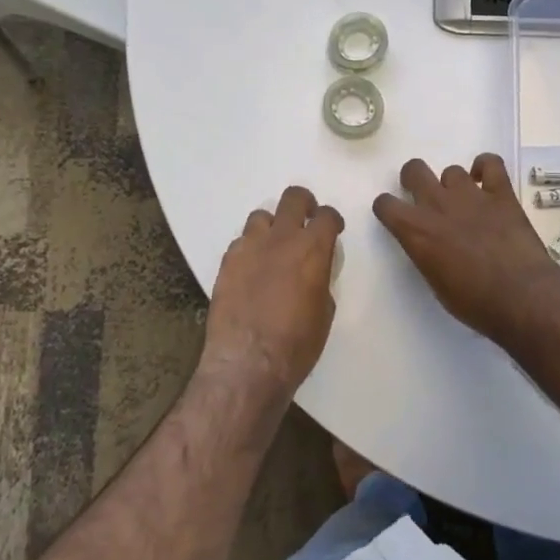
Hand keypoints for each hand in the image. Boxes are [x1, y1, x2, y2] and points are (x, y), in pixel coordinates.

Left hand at [204, 185, 343, 396]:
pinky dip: (250, 249)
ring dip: (272, 226)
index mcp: (312, 249)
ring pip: (261, 216)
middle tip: (305, 220)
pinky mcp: (227, 261)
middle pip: (293, 198)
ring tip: (273, 246)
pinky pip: (240, 241)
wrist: (248, 362)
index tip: (332, 230)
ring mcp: (250, 247)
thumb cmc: (297, 343)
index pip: (327, 216)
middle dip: (303, 204)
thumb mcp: (324, 311)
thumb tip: (314, 271)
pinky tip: (251, 269)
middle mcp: (281, 238)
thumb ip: (320, 279)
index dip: (332, 220)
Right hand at [373, 154, 559, 346]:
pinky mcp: (501, 193)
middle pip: (414, 170)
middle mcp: (438, 204)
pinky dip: (486, 167)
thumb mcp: (435, 284)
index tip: (396, 216)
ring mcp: (471, 195)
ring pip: (451, 170)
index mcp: (416, 231)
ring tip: (465, 202)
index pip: (385, 204)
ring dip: (454, 184)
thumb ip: (426, 254)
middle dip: (414, 180)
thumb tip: (431, 245)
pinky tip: (487, 182)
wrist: (520, 296)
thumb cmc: (474, 303)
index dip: (388, 208)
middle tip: (426, 198)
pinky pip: (491, 162)